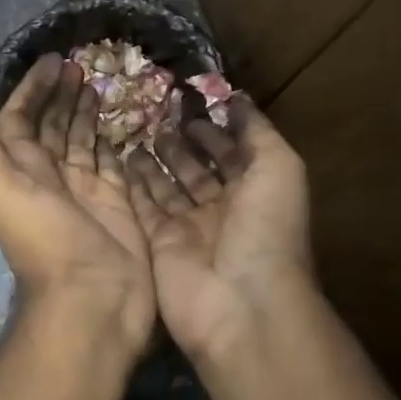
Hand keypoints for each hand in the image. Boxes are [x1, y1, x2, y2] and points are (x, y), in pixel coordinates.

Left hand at [0, 54, 153, 352]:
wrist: (92, 297)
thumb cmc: (45, 240)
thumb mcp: (2, 188)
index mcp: (21, 170)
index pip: (21, 119)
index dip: (32, 90)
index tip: (52, 61)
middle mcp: (50, 176)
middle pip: (53, 127)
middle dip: (62, 95)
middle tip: (81, 65)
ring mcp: (85, 190)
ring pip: (82, 141)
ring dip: (86, 113)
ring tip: (99, 83)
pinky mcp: (117, 203)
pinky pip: (113, 164)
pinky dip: (114, 143)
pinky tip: (121, 123)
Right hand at [128, 98, 313, 360]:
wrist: (240, 302)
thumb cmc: (266, 228)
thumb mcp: (279, 168)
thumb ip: (258, 131)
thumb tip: (238, 98)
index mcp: (255, 191)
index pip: (232, 153)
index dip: (215, 130)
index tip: (190, 103)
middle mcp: (222, 209)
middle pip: (197, 169)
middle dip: (181, 143)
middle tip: (157, 115)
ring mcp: (189, 228)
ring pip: (168, 186)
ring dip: (155, 161)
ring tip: (136, 131)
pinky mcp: (159, 243)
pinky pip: (144, 207)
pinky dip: (134, 185)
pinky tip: (121, 157)